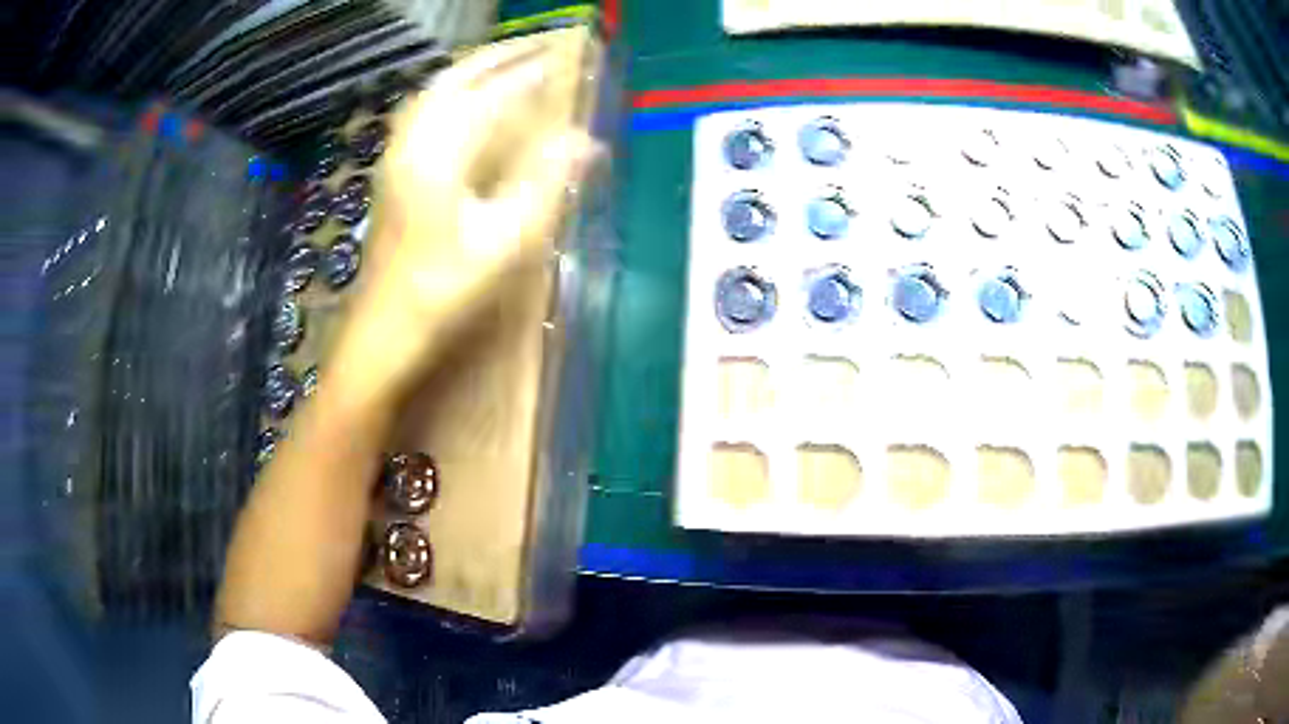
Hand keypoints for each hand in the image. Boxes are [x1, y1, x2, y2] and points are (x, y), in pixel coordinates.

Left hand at [331, 40, 594, 408]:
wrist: (384, 332)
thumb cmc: (444, 290)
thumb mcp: (504, 241)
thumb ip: (544, 182)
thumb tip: (585, 142)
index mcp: (440, 155)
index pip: (490, 95)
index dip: (528, 74)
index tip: (561, 58)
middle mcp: (412, 145)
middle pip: (452, 81)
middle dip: (494, 58)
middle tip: (534, 48)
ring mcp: (396, 160)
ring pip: (431, 96)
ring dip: (469, 73)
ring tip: (505, 67)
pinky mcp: (391, 177)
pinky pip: (420, 117)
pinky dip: (449, 98)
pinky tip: (464, 110)